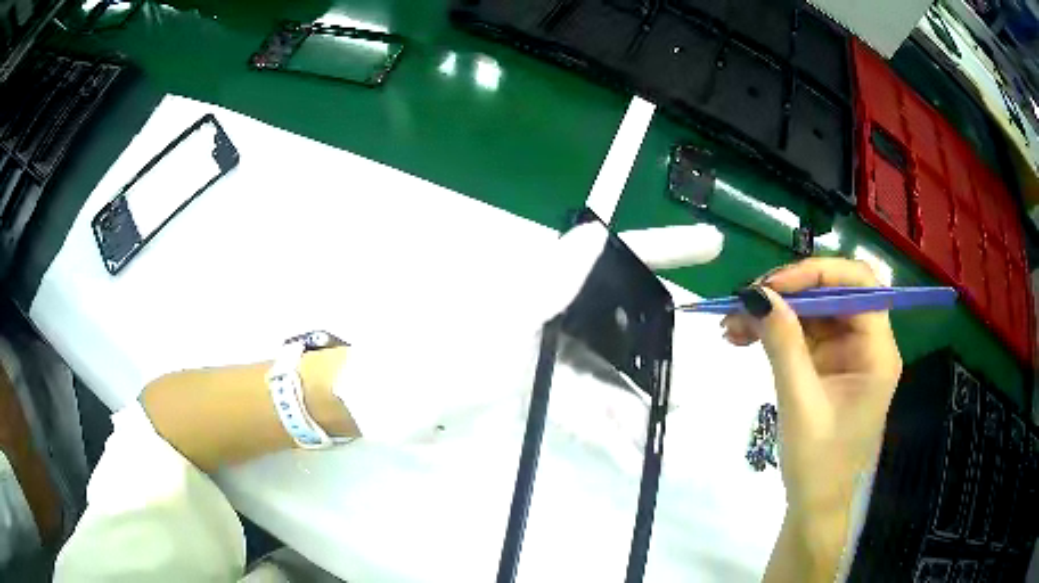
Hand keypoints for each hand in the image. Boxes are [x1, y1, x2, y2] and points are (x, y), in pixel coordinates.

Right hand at [722, 258, 901, 579]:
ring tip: (730, 324)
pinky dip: (773, 331)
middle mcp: (867, 344)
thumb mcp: (800, 402)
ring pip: (812, 311)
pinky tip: (742, 337)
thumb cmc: (818, 462)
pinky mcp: (827, 365)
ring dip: (773, 312)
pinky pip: (801, 334)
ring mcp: (846, 353)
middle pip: (832, 294)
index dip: (818, 274)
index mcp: (877, 351)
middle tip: (743, 301)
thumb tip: (755, 293)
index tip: (773, 286)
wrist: (814, 504)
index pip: (859, 285)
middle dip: (787, 294)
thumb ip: (783, 344)